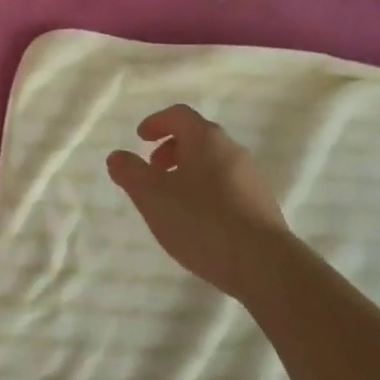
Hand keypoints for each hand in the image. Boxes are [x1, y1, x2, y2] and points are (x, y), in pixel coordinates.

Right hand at [106, 104, 289, 298]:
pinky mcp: (261, 204)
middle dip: (171, 149)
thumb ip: (131, 173)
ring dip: (189, 171)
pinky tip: (199, 221)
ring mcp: (251, 177)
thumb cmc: (201, 221)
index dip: (156, 122)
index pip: (178, 115)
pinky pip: (227, 185)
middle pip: (197, 137)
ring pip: (213, 162)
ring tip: (173, 201)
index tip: (140, 138)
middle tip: (153, 171)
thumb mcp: (153, 197)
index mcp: (206, 138)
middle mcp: (232, 149)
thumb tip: (117, 156)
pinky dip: (206, 191)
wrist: (263, 264)